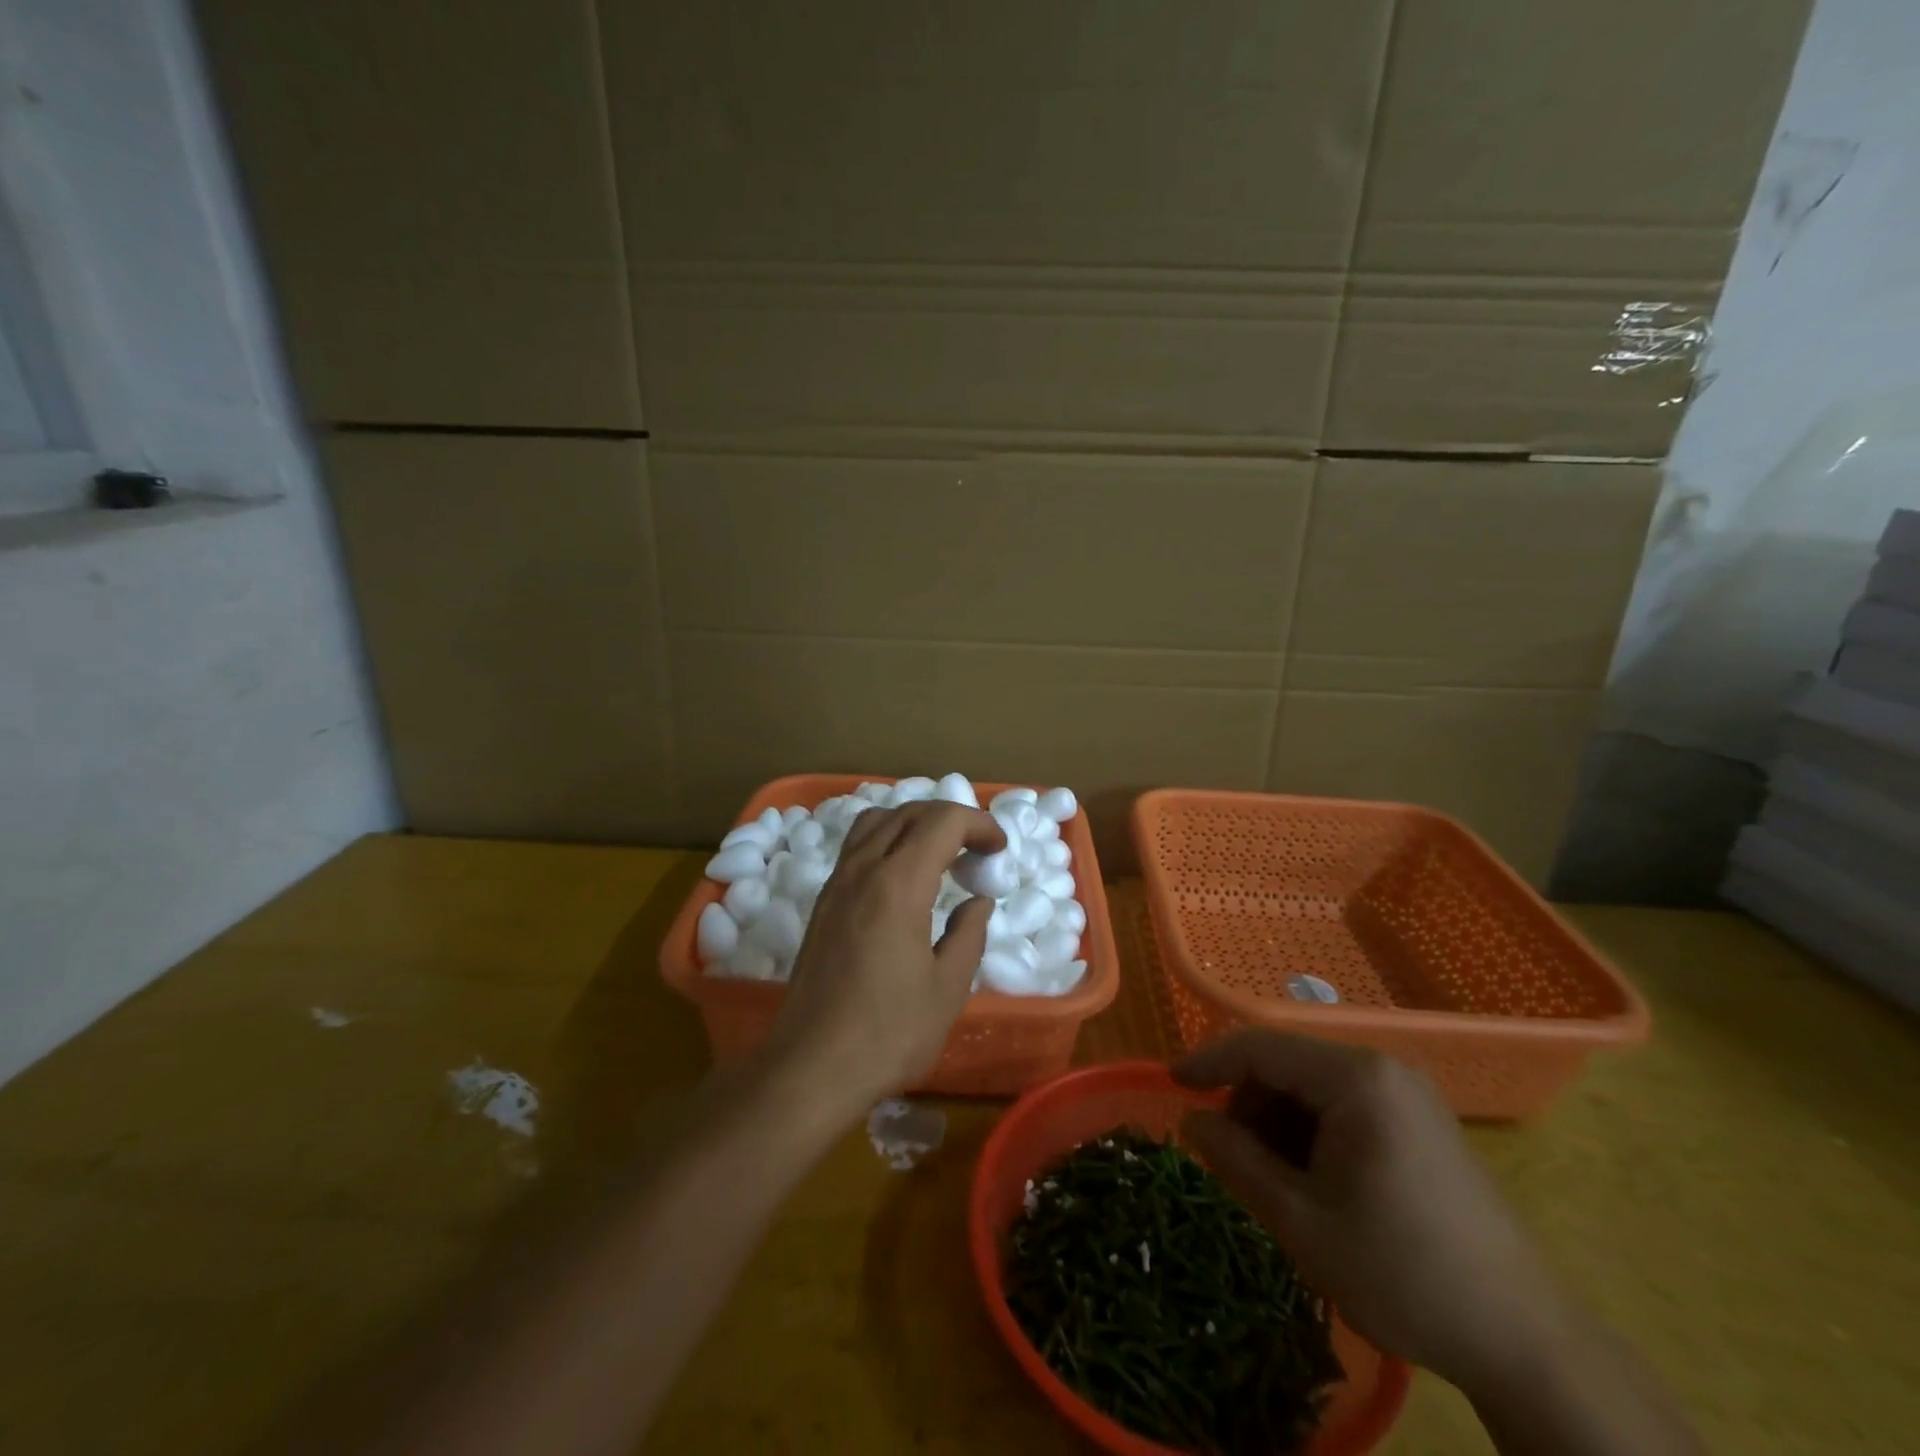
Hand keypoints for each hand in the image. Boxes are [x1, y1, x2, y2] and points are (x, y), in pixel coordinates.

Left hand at [760, 800, 1005, 1109]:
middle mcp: (863, 869)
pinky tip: (904, 879)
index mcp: (899, 885)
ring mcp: (836, 883)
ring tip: (940, 856)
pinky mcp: (823, 902)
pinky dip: (888, 840)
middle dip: (951, 819)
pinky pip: (857, 846)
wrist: (811, 1067)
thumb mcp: (948, 988)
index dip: (979, 824)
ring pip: (877, 821)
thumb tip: (978, 901)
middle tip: (978, 851)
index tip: (1000, 849)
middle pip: (909, 812)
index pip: (943, 821)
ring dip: (914, 824)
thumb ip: (969, 934)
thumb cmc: (888, 1033)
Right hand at [1175, 1031, 1564, 1392]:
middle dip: (1248, 1103)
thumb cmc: (1402, 1273)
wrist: (1525, 1342)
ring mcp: (1408, 1093)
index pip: (1260, 1046)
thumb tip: (1190, 1119)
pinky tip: (1315, 1181)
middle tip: (1230, 1157)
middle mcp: (1383, 1068)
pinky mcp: (1422, 1120)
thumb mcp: (1299, 1220)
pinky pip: (1345, 1104)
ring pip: (1313, 1085)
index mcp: (1355, 1079)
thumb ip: (1234, 1158)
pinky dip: (1313, 1131)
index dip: (1208, 1060)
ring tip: (1275, 1180)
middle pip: (1288, 1063)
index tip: (1170, 1083)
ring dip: (1279, 1120)